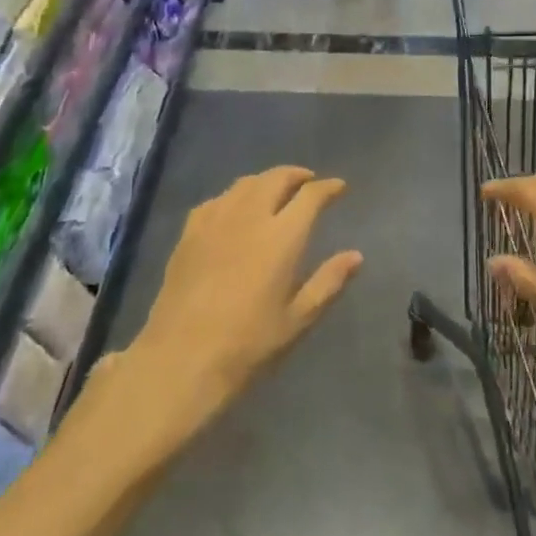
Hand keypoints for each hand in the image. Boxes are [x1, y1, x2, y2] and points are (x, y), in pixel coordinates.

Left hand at [132, 167, 362, 419]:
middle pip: (276, 178)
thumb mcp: (297, 320)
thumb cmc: (247, 345)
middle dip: (297, 175)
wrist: (180, 360)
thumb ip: (328, 282)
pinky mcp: (189, 233)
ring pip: (245, 184)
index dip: (328, 188)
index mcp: (282, 237)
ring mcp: (215, 221)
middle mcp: (250, 217)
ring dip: (266, 180)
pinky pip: (217, 200)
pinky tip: (235, 209)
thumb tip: (356, 256)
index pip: (311, 196)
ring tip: (276, 190)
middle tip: (309, 182)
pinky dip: (234, 196)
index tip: (339, 187)